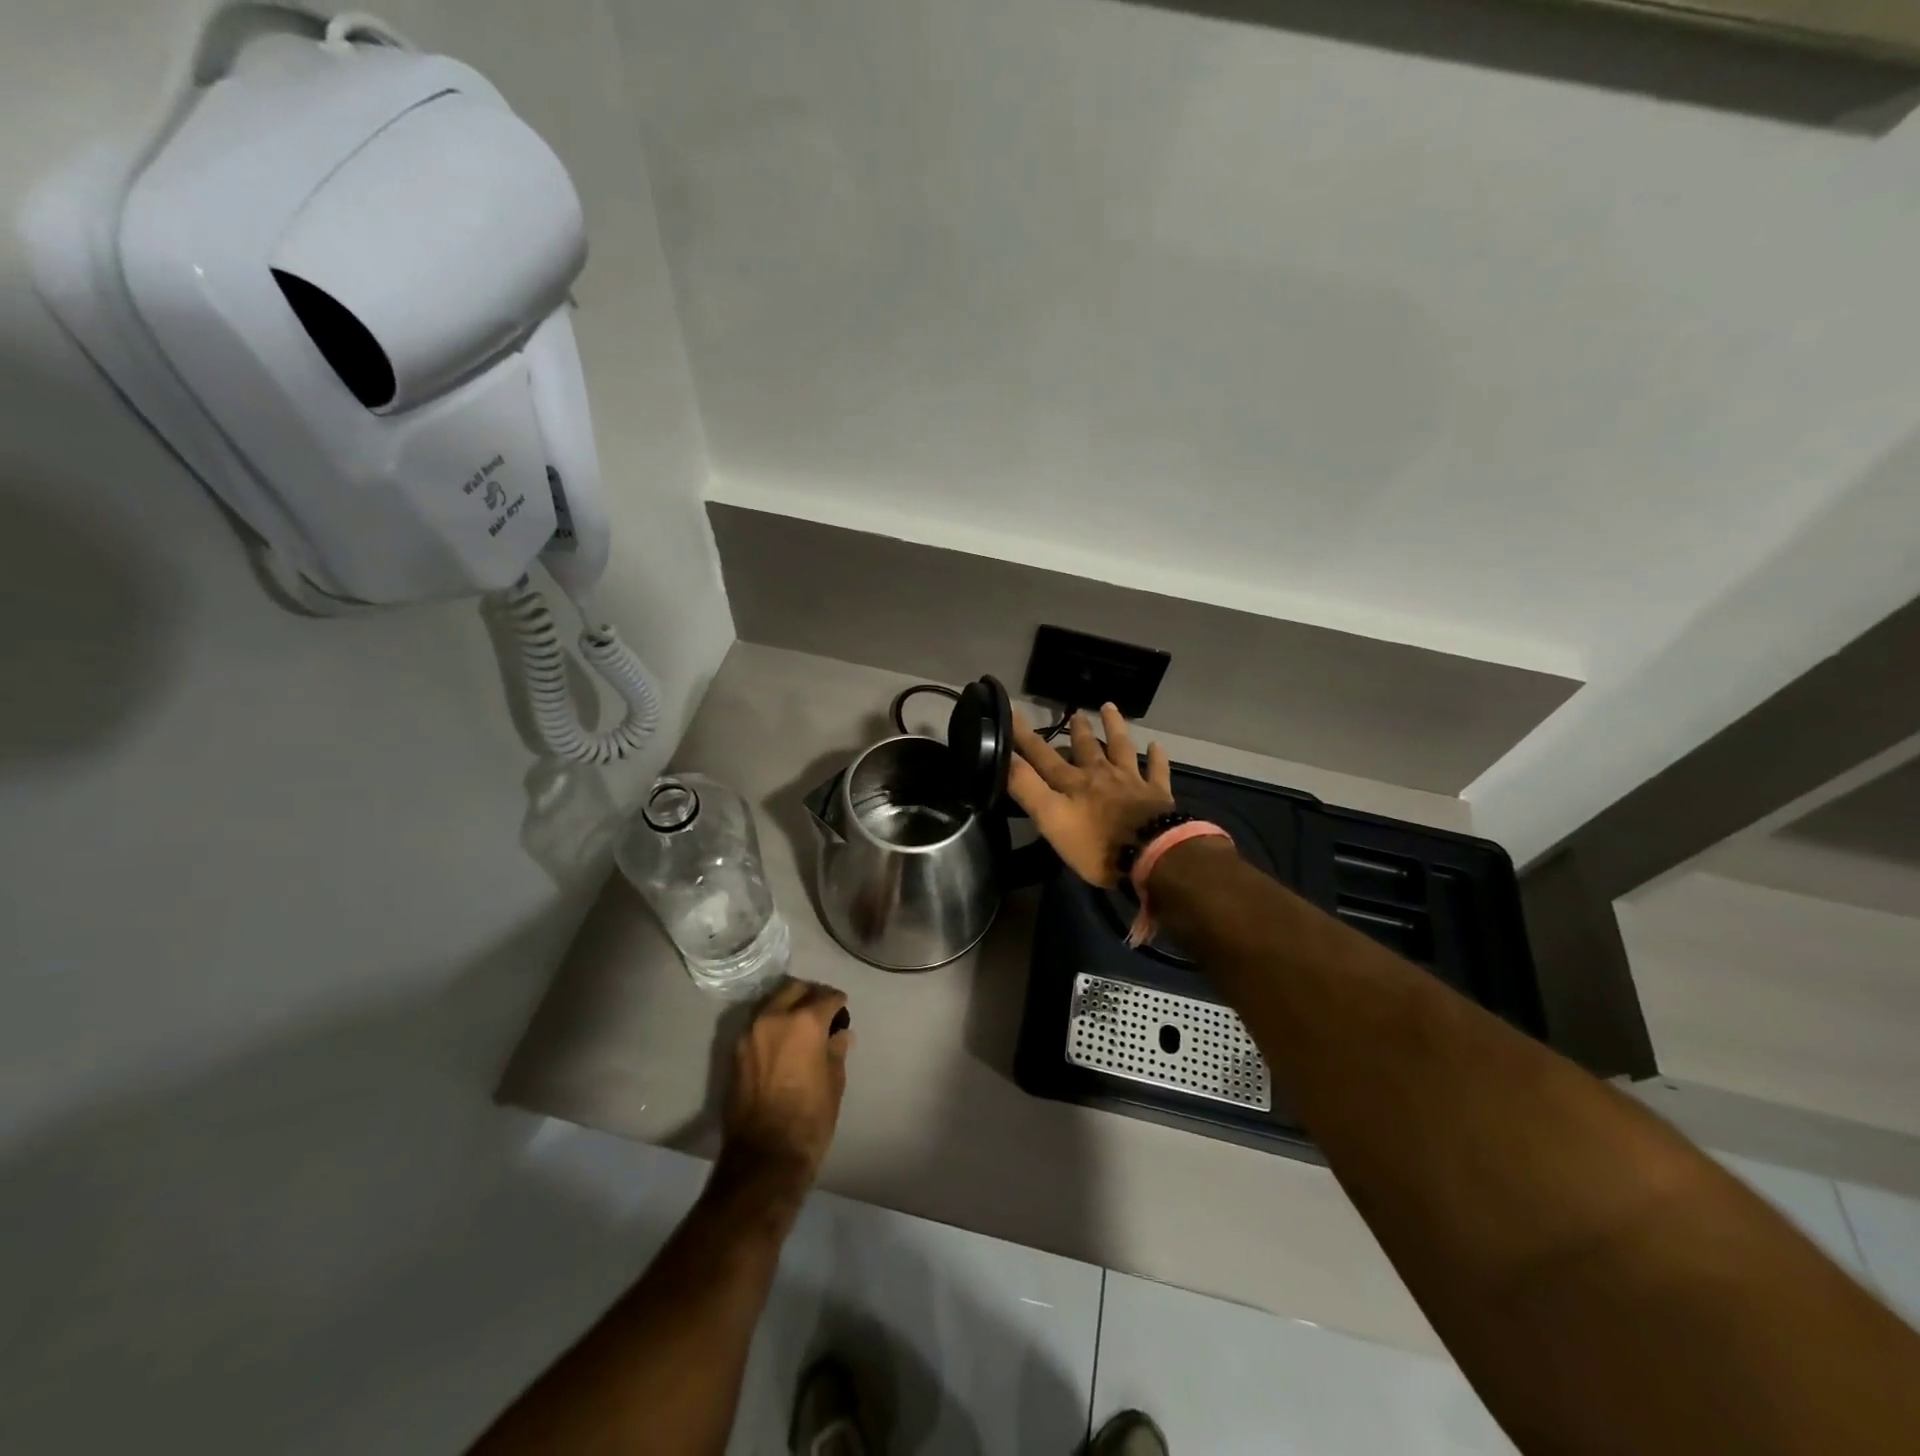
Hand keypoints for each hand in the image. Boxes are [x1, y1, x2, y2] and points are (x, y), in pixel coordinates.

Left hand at [721, 980, 852, 1189]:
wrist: (764, 1156)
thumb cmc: (809, 1119)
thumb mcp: (834, 1082)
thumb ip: (836, 1050)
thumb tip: (840, 1034)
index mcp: (804, 1021)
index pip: (827, 997)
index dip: (838, 1003)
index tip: (842, 1011)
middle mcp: (774, 1017)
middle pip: (794, 989)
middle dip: (810, 995)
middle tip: (821, 1011)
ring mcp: (750, 1032)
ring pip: (772, 1002)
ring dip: (787, 1006)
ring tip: (800, 1025)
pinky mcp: (735, 1051)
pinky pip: (757, 1024)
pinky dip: (771, 1024)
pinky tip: (781, 1041)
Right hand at [1008, 703, 1174, 887]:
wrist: (1151, 855)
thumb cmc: (1095, 844)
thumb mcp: (1051, 819)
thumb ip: (1027, 787)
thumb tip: (1003, 756)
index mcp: (1073, 782)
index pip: (1042, 755)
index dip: (1025, 735)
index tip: (1012, 709)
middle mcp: (1100, 774)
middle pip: (1087, 747)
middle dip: (1077, 730)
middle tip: (1075, 712)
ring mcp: (1131, 782)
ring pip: (1121, 748)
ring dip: (1114, 728)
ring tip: (1109, 708)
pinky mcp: (1157, 795)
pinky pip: (1157, 771)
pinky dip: (1156, 757)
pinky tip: (1156, 745)